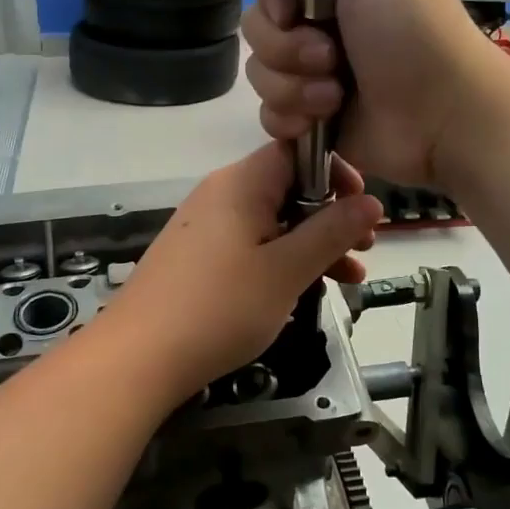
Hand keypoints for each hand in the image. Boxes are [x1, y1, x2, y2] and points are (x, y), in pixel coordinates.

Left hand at [109, 142, 379, 398]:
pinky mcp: (198, 256)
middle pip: (287, 188)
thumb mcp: (287, 270)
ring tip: (348, 279)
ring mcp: (206, 225)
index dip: (335, 172)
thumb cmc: (220, 308)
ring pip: (272, 221)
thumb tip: (371, 201)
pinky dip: (281, 259)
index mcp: (241, 183)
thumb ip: (331, 232)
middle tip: (365, 249)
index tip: (363, 205)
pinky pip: (250, 243)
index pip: (296, 151)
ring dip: (311, 244)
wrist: (138, 357)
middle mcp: (221, 193)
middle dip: (330, 216)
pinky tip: (303, 291)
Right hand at [242, 0, 491, 188]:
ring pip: (259, 73)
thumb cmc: (415, 35)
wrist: (443, 118)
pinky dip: (289, 117)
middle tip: (331, 58)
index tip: (292, 9)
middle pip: (258, 25)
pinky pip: (268, 114)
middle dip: (286, 47)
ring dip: (293, 86)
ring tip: (335, 96)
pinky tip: (319, 121)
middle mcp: (318, 23)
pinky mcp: (309, 118)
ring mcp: (311, 74)